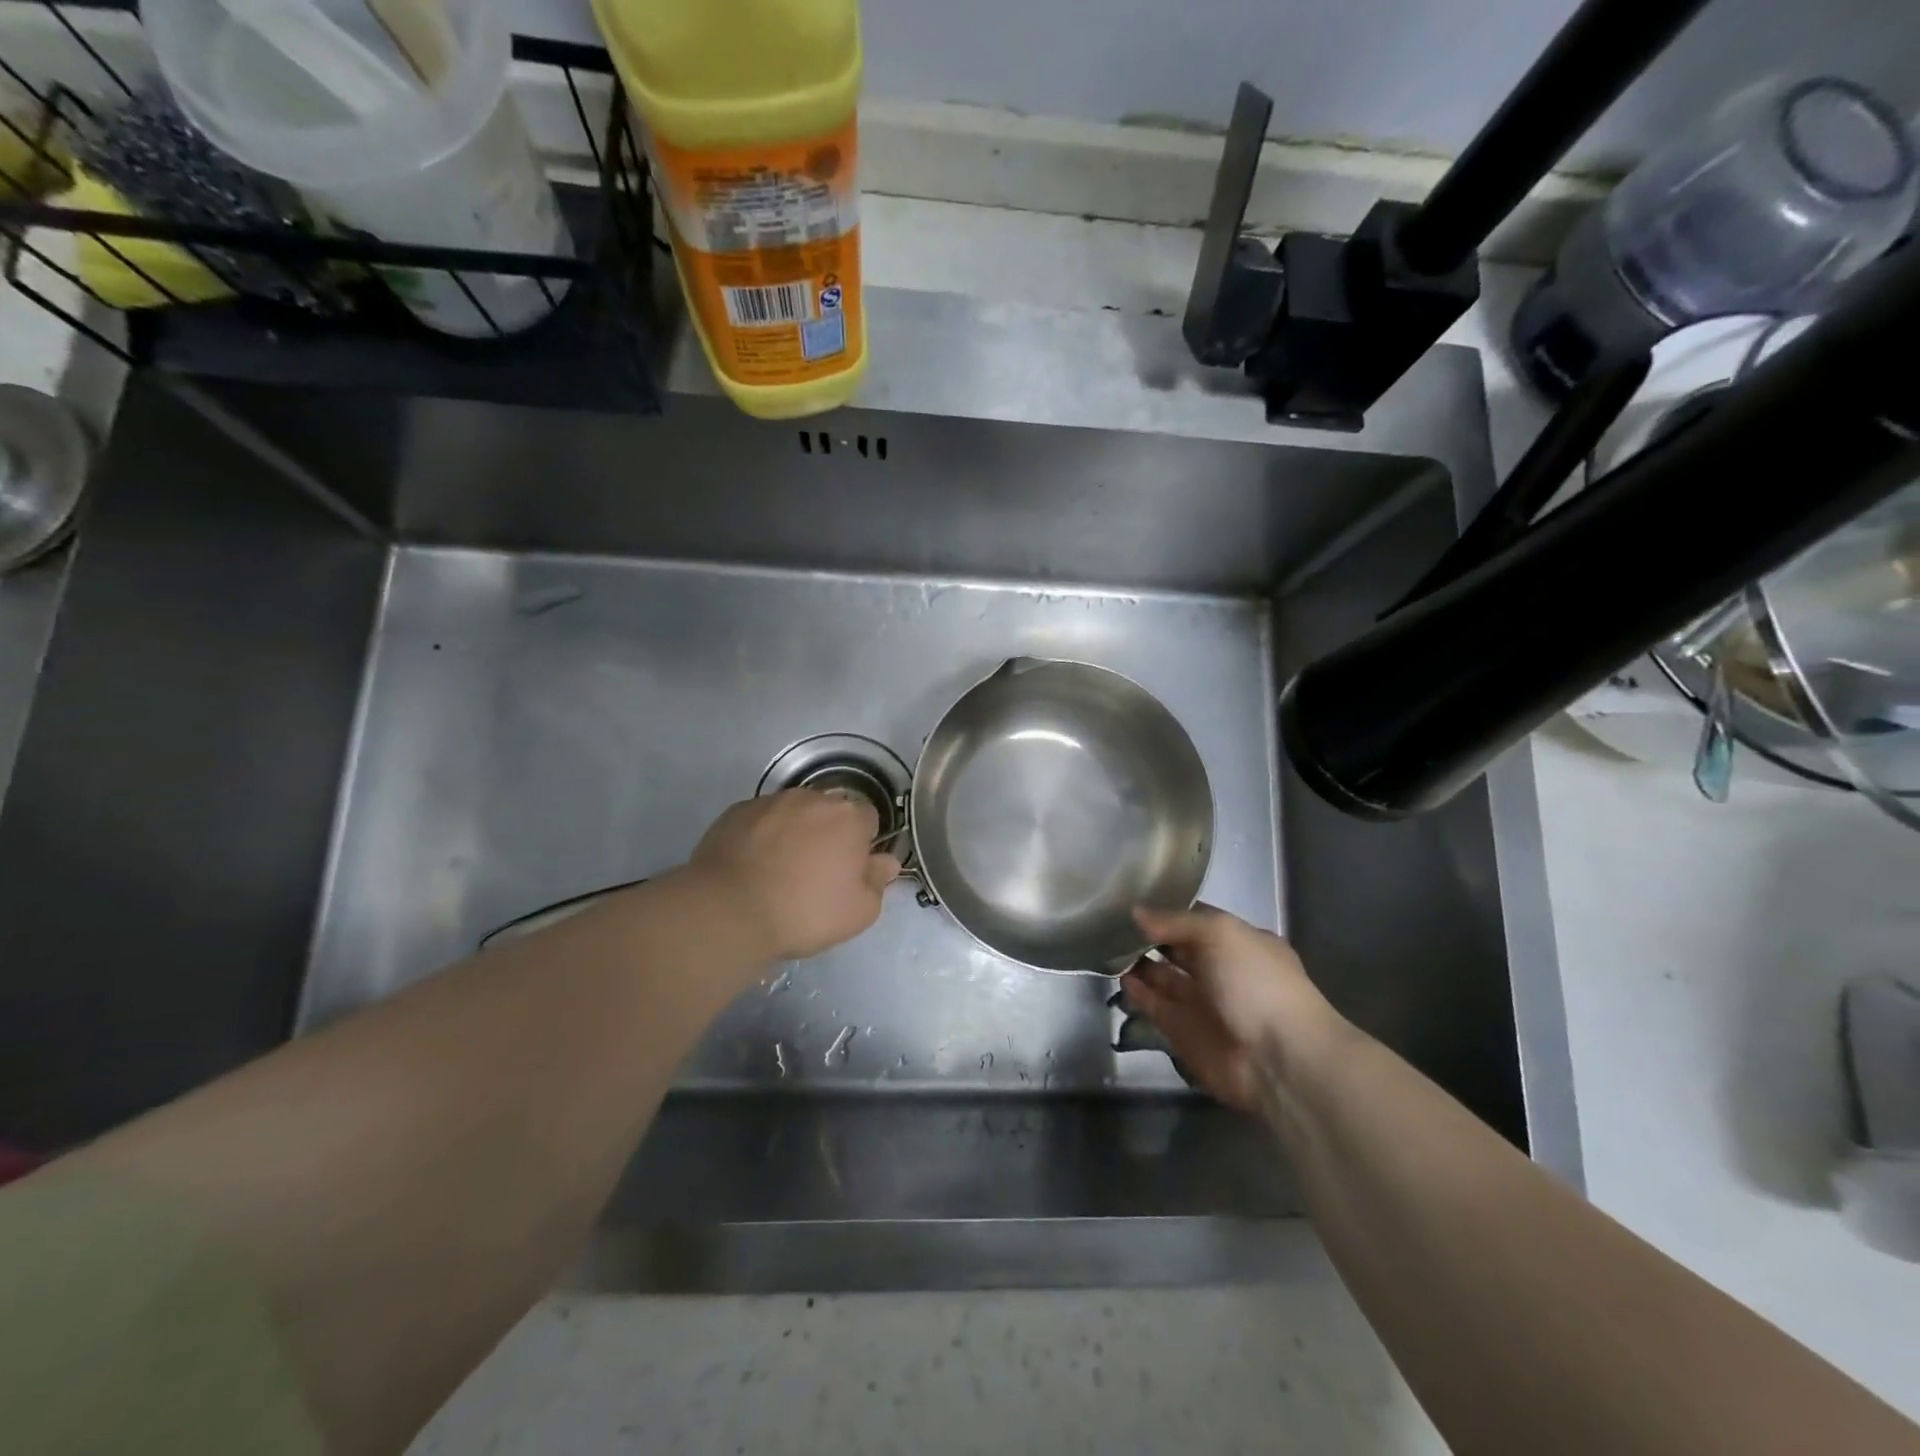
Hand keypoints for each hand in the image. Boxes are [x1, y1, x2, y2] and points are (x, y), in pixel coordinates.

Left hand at [689, 789, 900, 959]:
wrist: (730, 911)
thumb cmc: (805, 912)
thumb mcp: (859, 912)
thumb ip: (878, 881)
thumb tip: (887, 861)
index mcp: (849, 817)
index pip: (869, 818)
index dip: (863, 842)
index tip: (850, 869)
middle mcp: (812, 798)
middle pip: (830, 811)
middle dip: (828, 833)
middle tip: (816, 871)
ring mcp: (770, 801)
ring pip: (793, 812)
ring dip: (794, 832)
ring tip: (779, 869)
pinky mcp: (736, 812)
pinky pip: (760, 820)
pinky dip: (761, 835)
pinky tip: (752, 865)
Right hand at [1122, 905, 1345, 1114]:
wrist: (1278, 1059)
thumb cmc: (1255, 982)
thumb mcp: (1219, 933)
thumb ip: (1175, 921)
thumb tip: (1136, 912)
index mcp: (1240, 943)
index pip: (1198, 919)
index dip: (1169, 910)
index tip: (1133, 897)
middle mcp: (1221, 970)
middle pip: (1178, 949)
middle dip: (1149, 936)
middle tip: (1111, 921)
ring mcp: (1203, 1003)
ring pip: (1163, 977)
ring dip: (1139, 963)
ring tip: (1105, 945)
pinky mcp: (1184, 1032)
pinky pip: (1155, 1006)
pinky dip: (1137, 992)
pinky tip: (1117, 976)